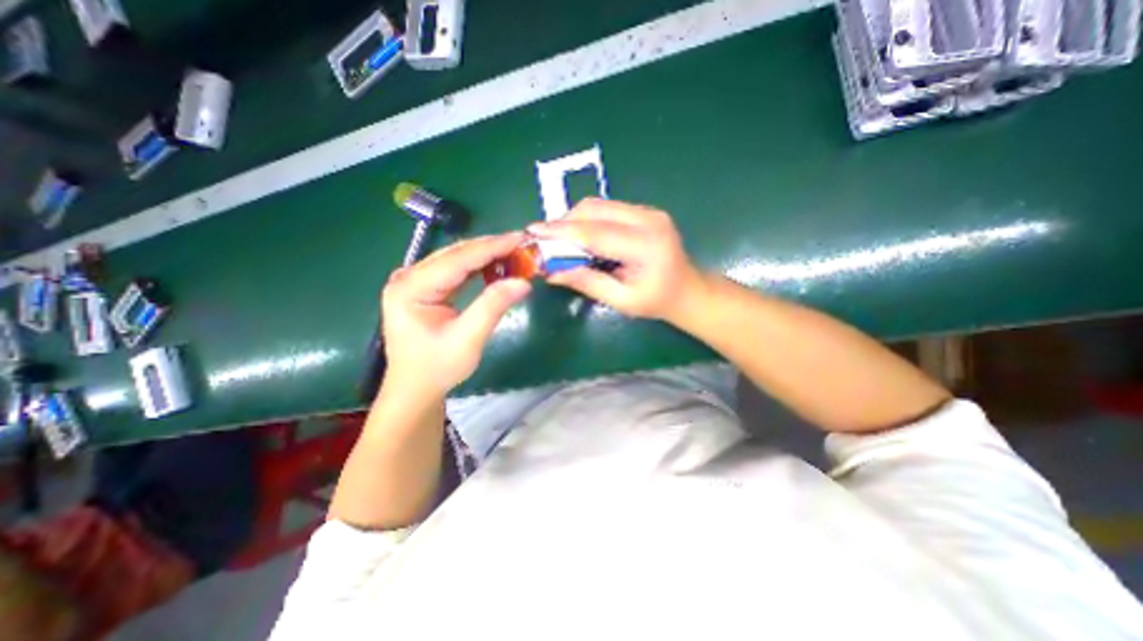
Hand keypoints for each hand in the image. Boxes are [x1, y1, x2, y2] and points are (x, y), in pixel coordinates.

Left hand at [377, 232, 530, 398]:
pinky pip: (455, 270)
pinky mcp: (424, 287)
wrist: (415, 387)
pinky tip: (496, 266)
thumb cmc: (438, 367)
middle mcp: (408, 277)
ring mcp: (414, 281)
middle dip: (491, 248)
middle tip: (522, 244)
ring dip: (486, 255)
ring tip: (514, 253)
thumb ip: (493, 306)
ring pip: (456, 259)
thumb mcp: (468, 339)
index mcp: (411, 288)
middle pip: (456, 254)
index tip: (520, 238)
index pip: (458, 259)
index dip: (491, 247)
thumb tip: (524, 281)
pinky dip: (478, 267)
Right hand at [528, 199, 705, 320]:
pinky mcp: (644, 211)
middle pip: (594, 209)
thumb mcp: (622, 300)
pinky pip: (607, 209)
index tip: (533, 231)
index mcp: (646, 245)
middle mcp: (648, 219)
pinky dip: (588, 221)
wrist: (687, 289)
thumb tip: (552, 272)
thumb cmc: (657, 301)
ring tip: (560, 241)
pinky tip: (581, 237)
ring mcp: (648, 211)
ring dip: (574, 220)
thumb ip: (587, 282)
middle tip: (545, 241)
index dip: (561, 231)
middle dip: (564, 223)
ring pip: (598, 205)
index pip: (594, 232)